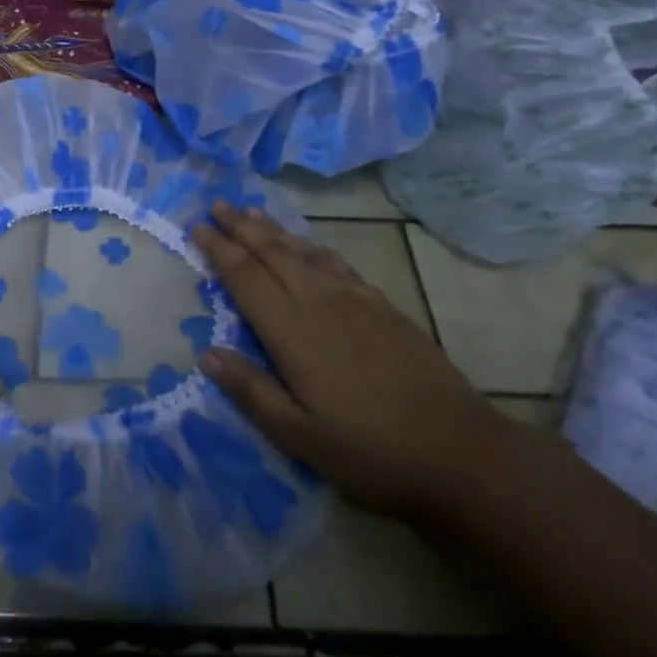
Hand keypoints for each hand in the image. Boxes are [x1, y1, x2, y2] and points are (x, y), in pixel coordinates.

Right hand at [191, 202, 510, 519]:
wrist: (459, 450)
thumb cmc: (370, 451)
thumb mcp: (300, 436)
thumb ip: (251, 392)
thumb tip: (206, 354)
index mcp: (293, 332)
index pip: (246, 278)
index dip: (219, 250)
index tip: (197, 227)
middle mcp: (320, 303)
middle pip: (273, 253)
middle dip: (241, 227)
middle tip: (217, 205)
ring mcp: (355, 300)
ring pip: (304, 251)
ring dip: (273, 229)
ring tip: (251, 212)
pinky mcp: (383, 306)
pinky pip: (336, 263)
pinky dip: (312, 245)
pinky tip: (307, 245)